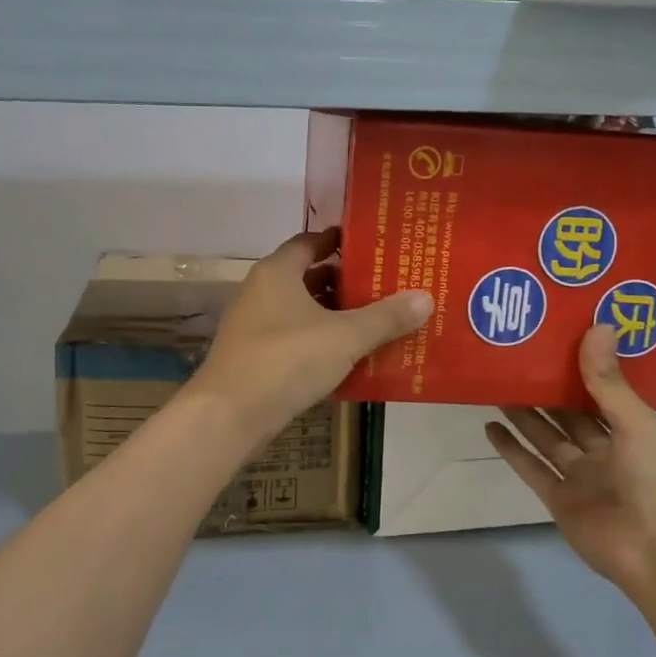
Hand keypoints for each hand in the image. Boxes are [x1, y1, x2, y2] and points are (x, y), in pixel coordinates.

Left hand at [194, 229, 432, 439]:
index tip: (372, 245)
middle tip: (385, 286)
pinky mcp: (255, 357)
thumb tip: (426, 297)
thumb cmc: (287, 360)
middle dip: (345, 282)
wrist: (229, 415)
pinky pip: (295, 339)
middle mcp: (261, 292)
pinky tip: (350, 356)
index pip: (309, 242)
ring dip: (334, 315)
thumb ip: (385, 317)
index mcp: (277, 272)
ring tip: (376, 321)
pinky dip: (320, 341)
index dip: (339, 241)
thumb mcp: (344, 336)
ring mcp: (255, 326)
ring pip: (302, 311)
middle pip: (308, 277)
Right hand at [486, 325, 655, 592]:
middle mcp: (606, 451)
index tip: (556, 337)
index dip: (581, 367)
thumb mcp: (638, 425)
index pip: (602, 392)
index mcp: (634, 431)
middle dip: (547, 388)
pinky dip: (511, 450)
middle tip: (516, 356)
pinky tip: (489, 426)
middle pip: (570, 414)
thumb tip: (597, 325)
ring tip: (497, 383)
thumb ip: (609, 382)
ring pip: (547, 438)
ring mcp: (581, 477)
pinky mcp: (559, 500)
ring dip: (524, 414)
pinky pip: (531, 469)